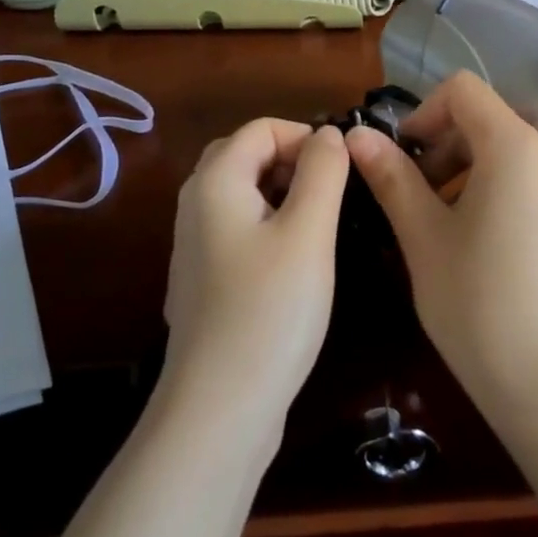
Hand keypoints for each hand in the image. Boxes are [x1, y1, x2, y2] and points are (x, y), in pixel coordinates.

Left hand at [163, 119, 348, 431]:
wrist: (220, 409)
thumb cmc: (270, 309)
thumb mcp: (308, 231)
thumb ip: (323, 171)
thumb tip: (329, 134)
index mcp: (215, 182)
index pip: (261, 128)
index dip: (305, 136)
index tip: (342, 171)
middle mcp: (195, 204)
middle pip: (246, 155)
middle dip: (293, 161)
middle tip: (333, 195)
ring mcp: (194, 245)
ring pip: (243, 194)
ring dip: (283, 193)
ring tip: (322, 226)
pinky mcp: (203, 280)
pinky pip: (238, 229)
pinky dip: (269, 225)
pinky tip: (295, 262)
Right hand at [345, 72, 537, 426]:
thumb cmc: (475, 303)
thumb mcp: (421, 237)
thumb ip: (391, 176)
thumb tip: (358, 136)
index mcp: (515, 148)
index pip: (464, 91)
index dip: (424, 112)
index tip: (403, 158)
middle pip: (491, 128)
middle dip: (447, 152)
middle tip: (417, 201)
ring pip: (516, 169)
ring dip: (477, 183)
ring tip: (452, 236)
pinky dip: (511, 213)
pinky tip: (497, 267)